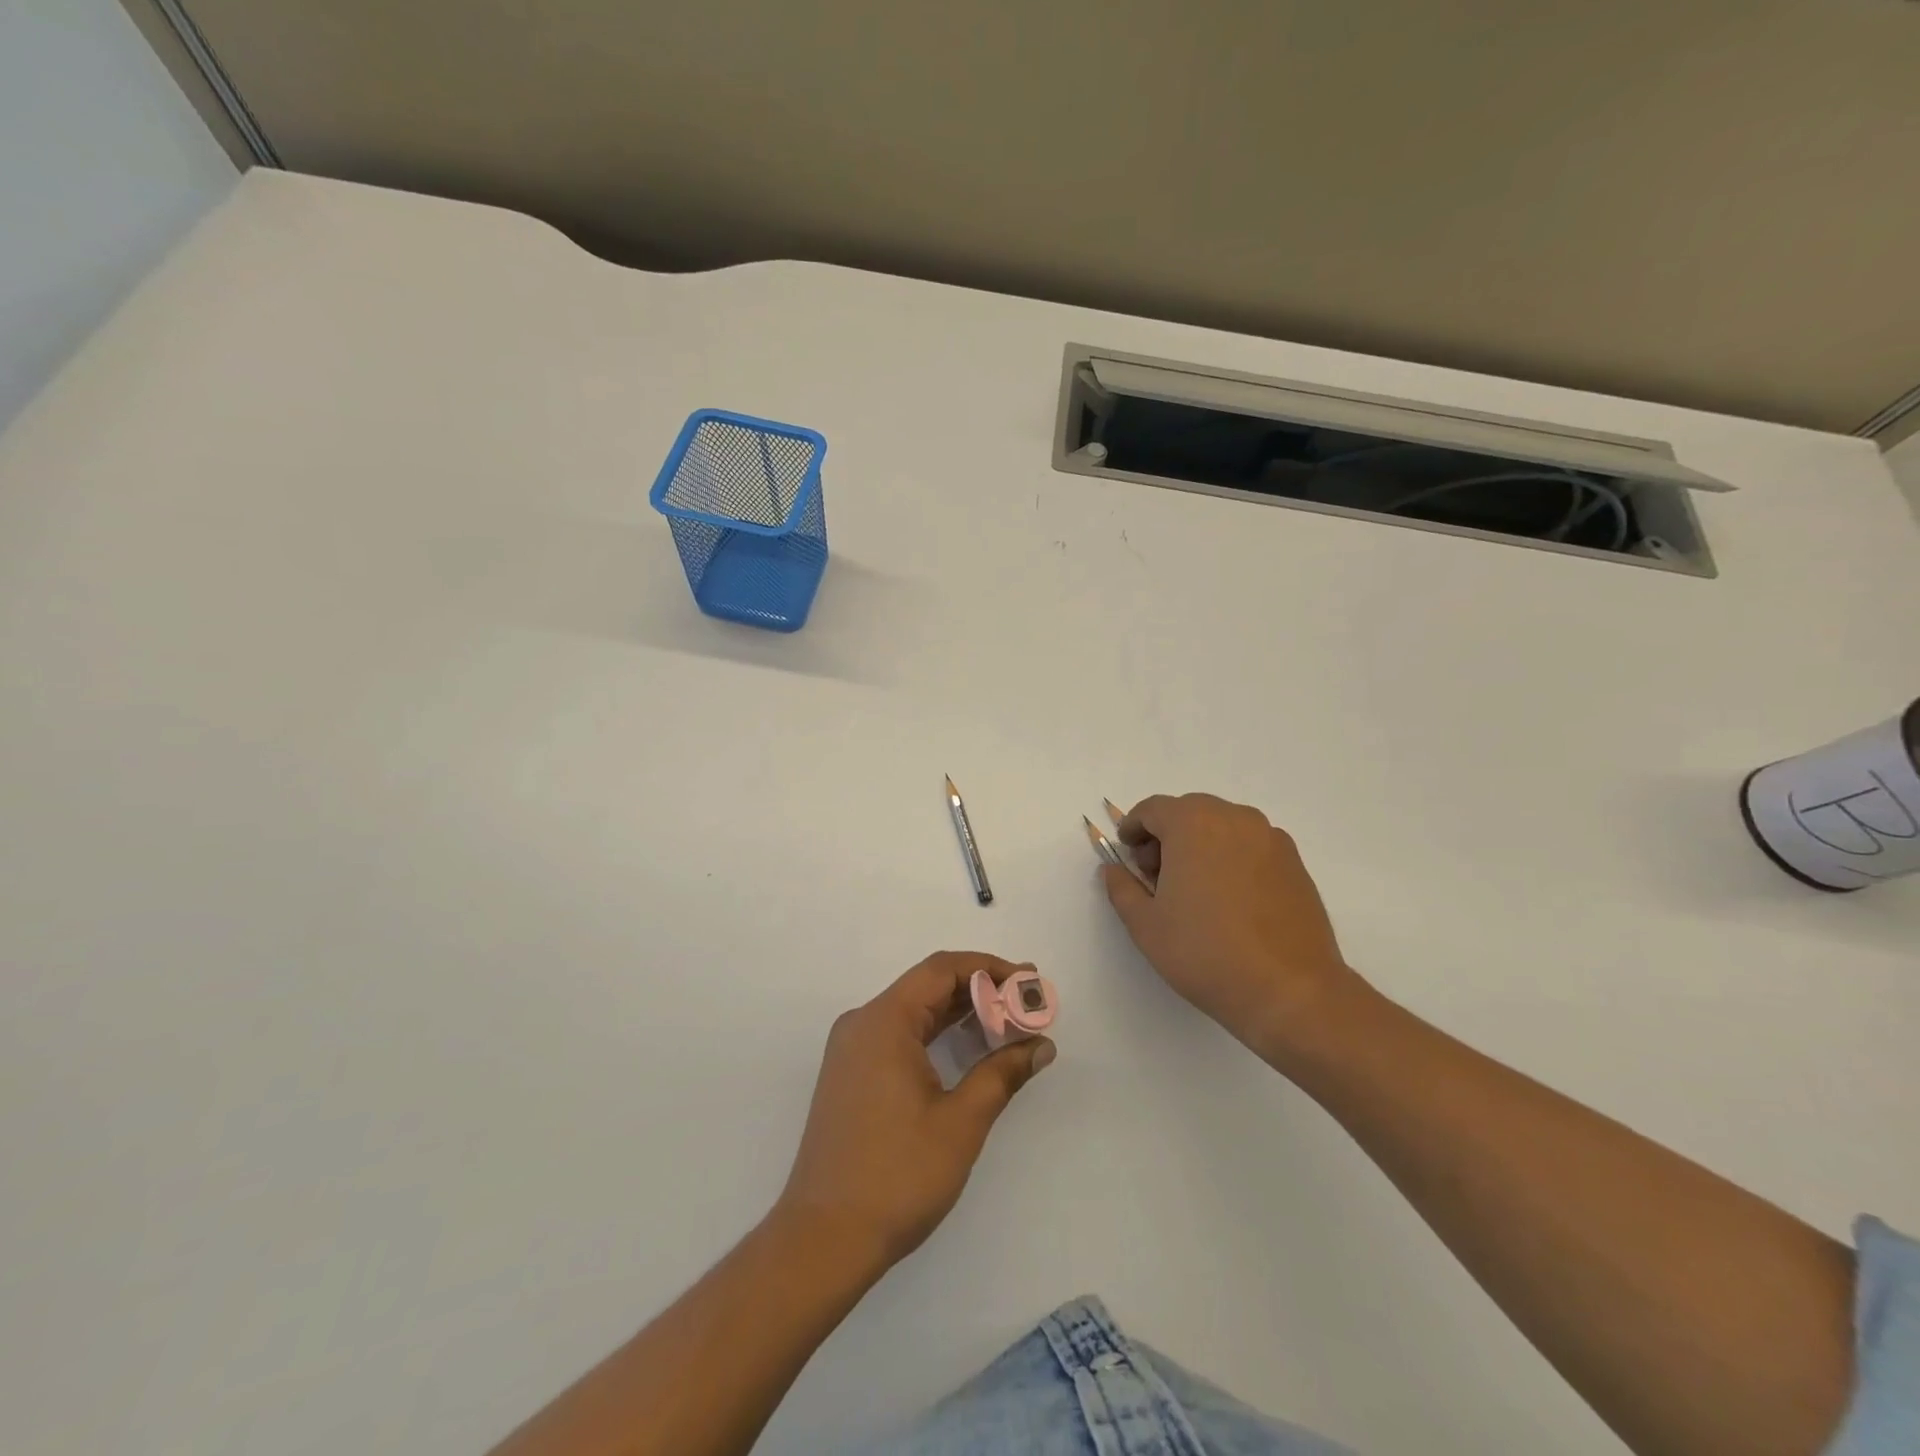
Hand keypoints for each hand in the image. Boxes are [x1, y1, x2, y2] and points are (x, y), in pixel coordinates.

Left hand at [775, 952, 1053, 1272]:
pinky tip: (968, 1049)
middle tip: (1026, 1002)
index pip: (941, 970)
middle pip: (927, 986)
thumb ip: (1002, 1073)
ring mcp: (852, 1050)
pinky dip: (936, 1035)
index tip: (1028, 980)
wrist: (823, 1240)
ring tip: (1008, 1023)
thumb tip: (1041, 1045)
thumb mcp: (960, 1122)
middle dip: (979, 990)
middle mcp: (862, 1024)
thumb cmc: (897, 1176)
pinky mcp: (852, 1075)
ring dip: (959, 1013)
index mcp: (883, 1021)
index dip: (989, 968)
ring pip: (914, 1012)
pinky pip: (899, 1036)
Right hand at [1101, 793, 1353, 1057]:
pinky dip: (1231, 857)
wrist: (1290, 990)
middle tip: (1156, 875)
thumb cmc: (1205, 953)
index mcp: (1193, 824)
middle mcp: (1234, 818)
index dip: (1133, 828)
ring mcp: (1270, 838)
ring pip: (1222, 826)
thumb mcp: (1146, 925)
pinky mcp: (1294, 862)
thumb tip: (1114, 869)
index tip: (1127, 853)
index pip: (1153, 809)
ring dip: (1200, 844)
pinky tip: (1229, 899)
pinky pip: (1250, 845)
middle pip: (1189, 812)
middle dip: (1166, 835)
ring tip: (1195, 889)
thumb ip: (1122, 887)